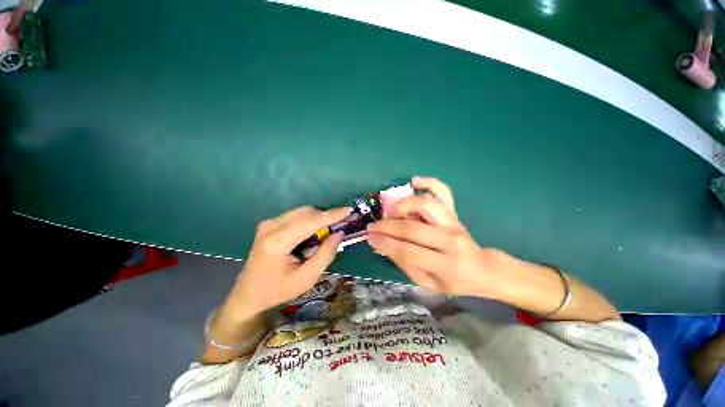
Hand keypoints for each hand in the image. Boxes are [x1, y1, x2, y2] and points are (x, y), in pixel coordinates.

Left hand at [225, 206, 351, 318]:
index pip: (310, 221)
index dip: (332, 215)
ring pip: (302, 212)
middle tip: (338, 228)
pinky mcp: (269, 224)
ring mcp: (268, 224)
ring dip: (317, 219)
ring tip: (325, 235)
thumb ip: (325, 254)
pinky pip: (295, 216)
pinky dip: (308, 221)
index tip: (349, 210)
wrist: (248, 294)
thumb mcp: (307, 278)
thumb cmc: (277, 291)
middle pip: (306, 212)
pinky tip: (311, 235)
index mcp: (278, 242)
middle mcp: (271, 227)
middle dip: (325, 217)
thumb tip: (339, 233)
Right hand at [367, 177, 506, 296]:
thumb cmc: (453, 280)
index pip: (407, 251)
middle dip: (386, 226)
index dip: (384, 243)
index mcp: (444, 265)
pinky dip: (428, 182)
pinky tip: (414, 182)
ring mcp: (453, 223)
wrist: (482, 269)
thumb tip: (383, 244)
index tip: (369, 238)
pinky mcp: (454, 213)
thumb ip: (405, 264)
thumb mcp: (427, 283)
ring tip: (392, 212)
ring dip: (403, 205)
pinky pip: (443, 192)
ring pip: (426, 205)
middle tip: (372, 226)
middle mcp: (450, 241)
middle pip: (412, 228)